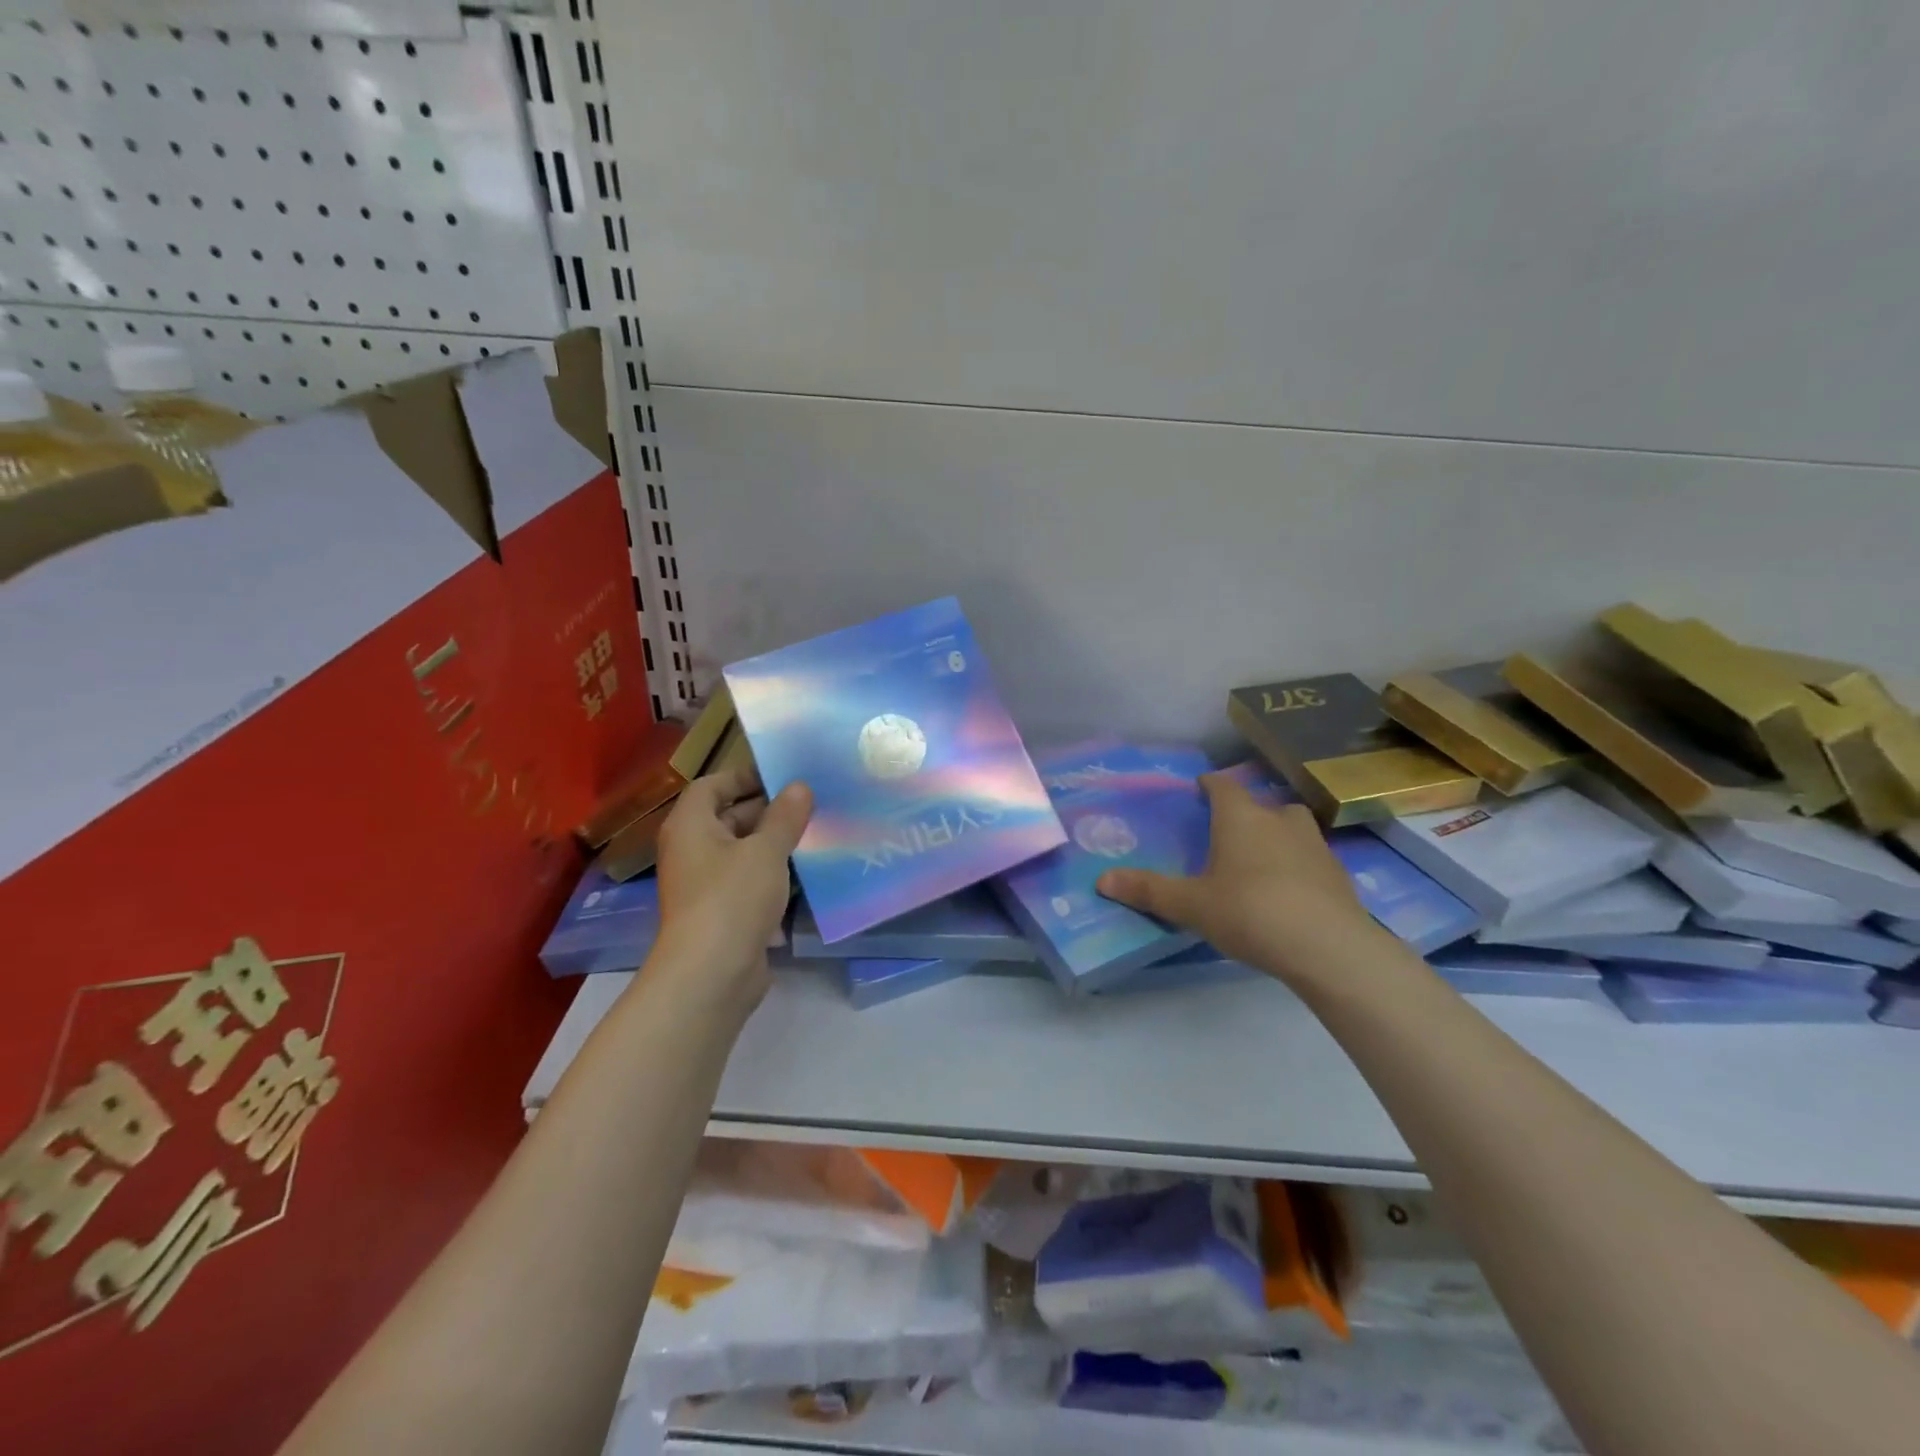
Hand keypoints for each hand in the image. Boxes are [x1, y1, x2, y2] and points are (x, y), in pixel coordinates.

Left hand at [651, 765, 811, 1006]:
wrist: (711, 974)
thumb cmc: (732, 898)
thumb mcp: (766, 850)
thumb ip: (785, 816)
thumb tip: (799, 787)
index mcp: (691, 824)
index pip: (712, 785)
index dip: (745, 776)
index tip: (784, 777)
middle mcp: (692, 849)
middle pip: (728, 817)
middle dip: (767, 810)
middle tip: (810, 804)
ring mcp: (705, 883)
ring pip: (742, 851)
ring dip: (774, 844)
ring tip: (815, 834)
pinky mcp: (721, 912)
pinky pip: (747, 881)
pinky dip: (772, 874)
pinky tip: (805, 874)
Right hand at [1095, 770, 1375, 983]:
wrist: (1329, 947)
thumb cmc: (1250, 912)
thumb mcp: (1191, 905)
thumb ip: (1148, 890)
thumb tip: (1101, 880)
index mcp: (1241, 818)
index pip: (1222, 786)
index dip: (1209, 785)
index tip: (1200, 788)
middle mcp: (1279, 821)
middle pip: (1262, 805)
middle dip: (1246, 814)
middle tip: (1228, 835)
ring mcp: (1315, 846)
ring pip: (1292, 829)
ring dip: (1277, 838)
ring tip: (1259, 863)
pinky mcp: (1339, 875)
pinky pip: (1311, 860)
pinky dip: (1298, 868)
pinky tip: (1288, 894)